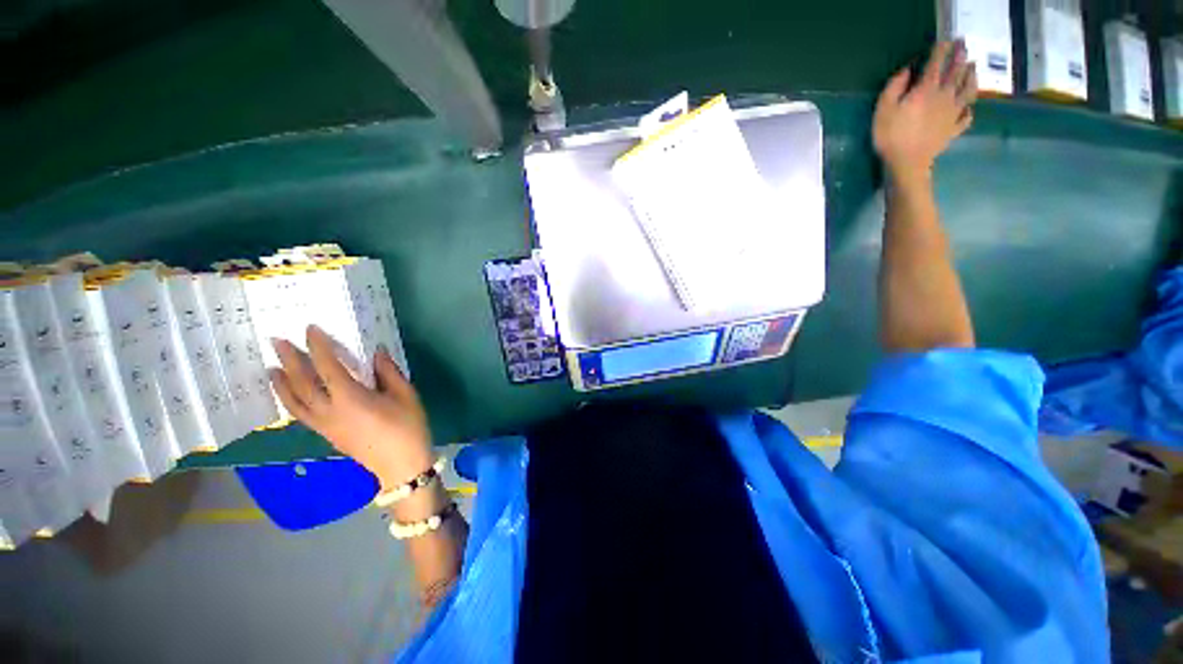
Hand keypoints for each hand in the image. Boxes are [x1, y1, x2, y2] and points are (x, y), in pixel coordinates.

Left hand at [269, 325, 431, 491]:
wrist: (400, 465)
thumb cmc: (408, 426)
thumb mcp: (406, 395)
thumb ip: (389, 372)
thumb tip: (376, 352)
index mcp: (350, 398)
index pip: (327, 367)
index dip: (318, 347)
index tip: (310, 329)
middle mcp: (329, 411)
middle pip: (302, 383)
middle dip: (289, 360)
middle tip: (276, 341)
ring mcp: (324, 425)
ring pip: (294, 402)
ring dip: (281, 383)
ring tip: (271, 368)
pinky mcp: (326, 434)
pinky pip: (300, 414)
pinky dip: (290, 400)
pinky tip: (290, 394)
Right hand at [873, 41, 976, 183]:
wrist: (907, 163)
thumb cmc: (891, 136)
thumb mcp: (883, 109)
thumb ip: (894, 87)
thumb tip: (907, 70)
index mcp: (927, 89)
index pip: (936, 63)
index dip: (941, 50)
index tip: (945, 40)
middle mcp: (945, 97)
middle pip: (956, 73)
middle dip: (960, 57)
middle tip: (964, 46)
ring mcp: (952, 114)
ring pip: (968, 91)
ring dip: (971, 77)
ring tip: (973, 68)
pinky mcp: (953, 130)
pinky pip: (966, 118)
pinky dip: (968, 112)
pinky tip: (968, 110)